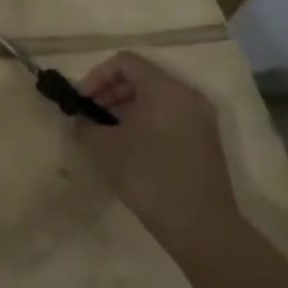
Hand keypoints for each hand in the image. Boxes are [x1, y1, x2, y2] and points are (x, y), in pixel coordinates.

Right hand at [73, 51, 241, 258]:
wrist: (201, 225)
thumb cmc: (148, 175)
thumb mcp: (104, 147)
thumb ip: (85, 125)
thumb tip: (81, 120)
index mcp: (164, 88)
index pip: (125, 62)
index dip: (97, 75)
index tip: (82, 100)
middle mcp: (187, 95)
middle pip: (142, 77)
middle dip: (110, 90)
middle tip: (90, 114)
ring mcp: (201, 118)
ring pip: (157, 97)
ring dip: (127, 106)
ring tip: (107, 131)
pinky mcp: (206, 139)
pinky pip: (170, 114)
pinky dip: (147, 120)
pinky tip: (131, 145)